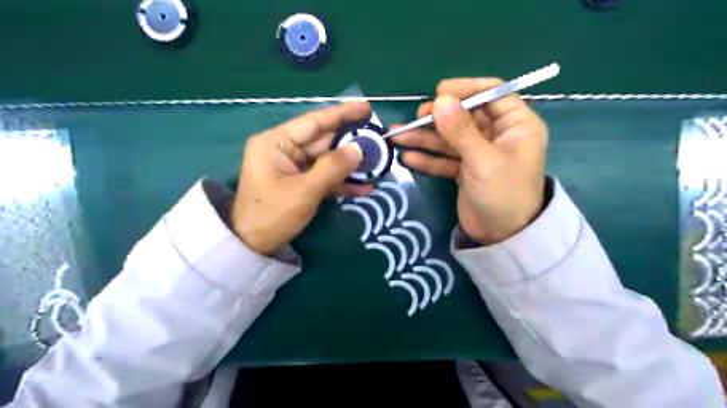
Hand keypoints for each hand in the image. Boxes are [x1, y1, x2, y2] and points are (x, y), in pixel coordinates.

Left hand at [231, 101, 370, 255]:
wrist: (253, 246)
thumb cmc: (272, 215)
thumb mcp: (304, 191)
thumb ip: (333, 168)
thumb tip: (359, 149)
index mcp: (276, 142)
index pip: (314, 122)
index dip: (342, 114)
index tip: (367, 108)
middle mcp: (284, 150)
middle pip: (323, 141)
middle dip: (351, 143)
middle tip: (378, 141)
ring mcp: (293, 167)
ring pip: (327, 160)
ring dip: (350, 166)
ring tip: (377, 165)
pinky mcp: (300, 183)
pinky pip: (324, 177)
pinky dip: (341, 183)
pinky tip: (364, 188)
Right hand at [393, 78, 544, 244]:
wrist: (503, 237)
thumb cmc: (503, 195)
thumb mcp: (483, 160)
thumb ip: (461, 131)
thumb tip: (440, 100)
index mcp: (516, 125)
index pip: (492, 93)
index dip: (466, 90)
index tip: (438, 93)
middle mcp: (498, 135)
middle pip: (465, 116)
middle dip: (438, 117)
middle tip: (415, 118)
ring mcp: (479, 153)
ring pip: (450, 138)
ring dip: (425, 138)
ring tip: (398, 136)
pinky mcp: (466, 170)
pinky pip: (445, 158)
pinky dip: (428, 158)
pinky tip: (407, 157)